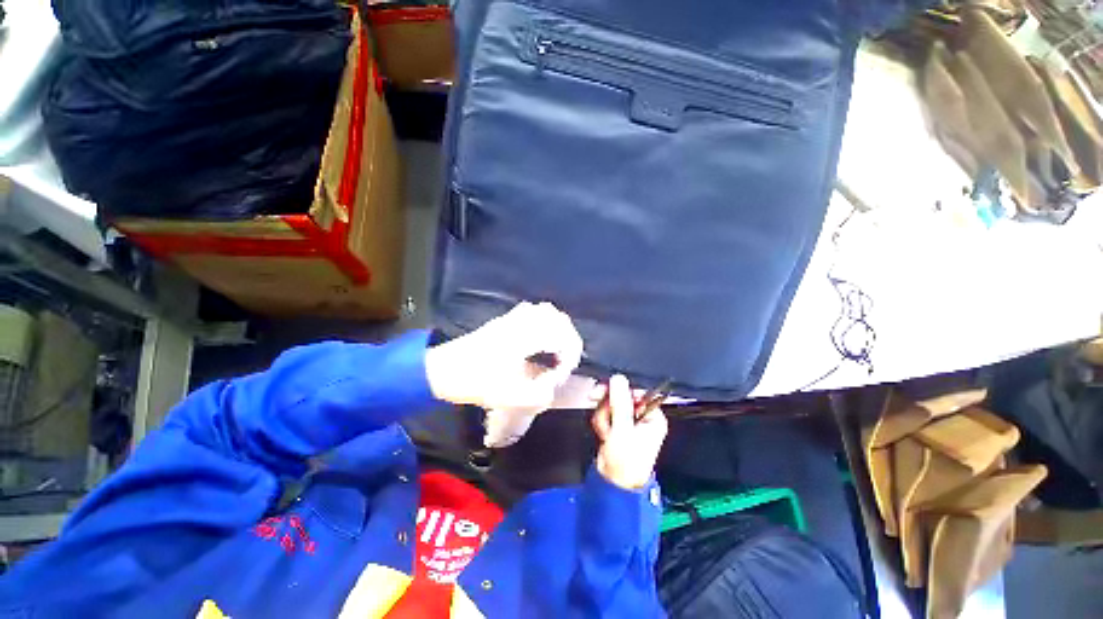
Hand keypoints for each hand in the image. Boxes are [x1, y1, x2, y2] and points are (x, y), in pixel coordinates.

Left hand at [425, 302, 583, 411]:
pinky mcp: (504, 320)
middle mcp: (521, 322)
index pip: (562, 336)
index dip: (569, 356)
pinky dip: (544, 322)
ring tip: (556, 350)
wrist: (441, 370)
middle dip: (568, 339)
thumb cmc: (474, 382)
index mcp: (524, 336)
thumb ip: (539, 395)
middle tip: (564, 361)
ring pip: (545, 311)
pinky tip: (539, 339)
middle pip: (558, 318)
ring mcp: (511, 318)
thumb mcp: (507, 397)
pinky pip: (532, 312)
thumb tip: (553, 385)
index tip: (560, 374)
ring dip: (557, 329)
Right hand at [592, 375, 668, 489]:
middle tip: (599, 403)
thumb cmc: (626, 463)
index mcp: (652, 416)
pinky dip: (601, 422)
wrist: (612, 483)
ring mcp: (627, 421)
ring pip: (610, 403)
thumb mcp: (623, 429)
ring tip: (606, 431)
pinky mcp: (616, 426)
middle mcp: (641, 417)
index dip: (621, 389)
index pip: (637, 392)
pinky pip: (604, 413)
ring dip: (604, 416)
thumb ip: (620, 403)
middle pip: (621, 396)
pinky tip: (604, 433)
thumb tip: (618, 380)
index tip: (608, 388)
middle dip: (608, 405)